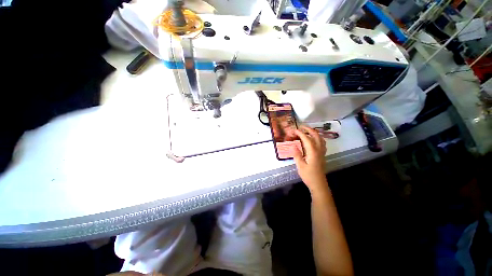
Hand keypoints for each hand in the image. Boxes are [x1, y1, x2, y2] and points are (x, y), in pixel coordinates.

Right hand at [293, 126, 327, 194]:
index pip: (307, 139)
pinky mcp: (322, 155)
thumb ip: (297, 155)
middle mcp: (319, 150)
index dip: (300, 133)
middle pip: (316, 136)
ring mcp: (322, 152)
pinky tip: (313, 139)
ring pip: (320, 138)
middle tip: (301, 127)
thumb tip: (293, 146)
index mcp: (313, 152)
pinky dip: (317, 138)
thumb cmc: (308, 175)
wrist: (318, 184)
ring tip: (307, 130)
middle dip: (308, 129)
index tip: (294, 130)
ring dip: (314, 132)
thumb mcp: (300, 165)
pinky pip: (322, 143)